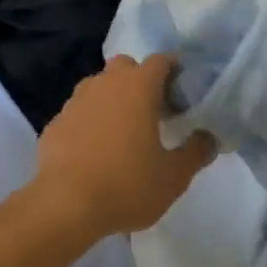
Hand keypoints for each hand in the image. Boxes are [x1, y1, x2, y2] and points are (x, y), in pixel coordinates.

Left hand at [33, 54, 214, 239]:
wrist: (64, 206)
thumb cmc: (126, 184)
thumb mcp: (173, 177)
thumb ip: (196, 152)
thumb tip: (210, 138)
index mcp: (139, 85)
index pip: (161, 60)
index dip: (173, 71)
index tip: (181, 94)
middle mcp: (107, 82)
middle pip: (127, 66)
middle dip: (140, 80)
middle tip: (151, 111)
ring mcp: (77, 99)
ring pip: (100, 85)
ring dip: (112, 99)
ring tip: (121, 132)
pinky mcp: (56, 122)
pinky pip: (79, 112)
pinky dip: (89, 122)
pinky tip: (92, 151)